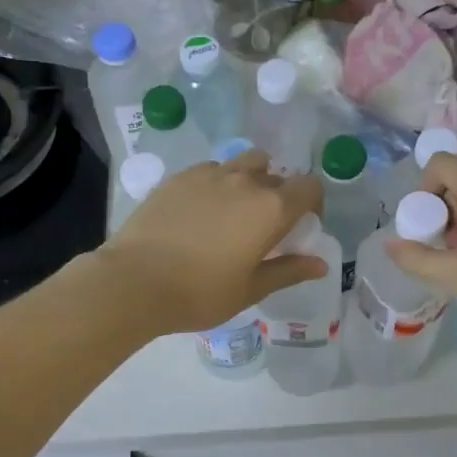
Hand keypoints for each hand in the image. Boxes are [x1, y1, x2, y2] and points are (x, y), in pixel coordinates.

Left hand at [98, 150, 326, 334]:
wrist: (135, 281)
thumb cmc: (200, 293)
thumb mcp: (251, 289)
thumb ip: (289, 270)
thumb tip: (321, 265)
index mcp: (271, 208)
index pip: (309, 187)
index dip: (312, 204)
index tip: (301, 226)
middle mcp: (246, 181)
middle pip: (277, 176)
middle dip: (280, 197)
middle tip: (265, 228)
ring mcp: (211, 174)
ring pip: (245, 164)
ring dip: (251, 180)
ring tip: (235, 210)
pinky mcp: (180, 176)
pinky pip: (212, 170)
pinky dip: (218, 183)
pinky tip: (202, 210)